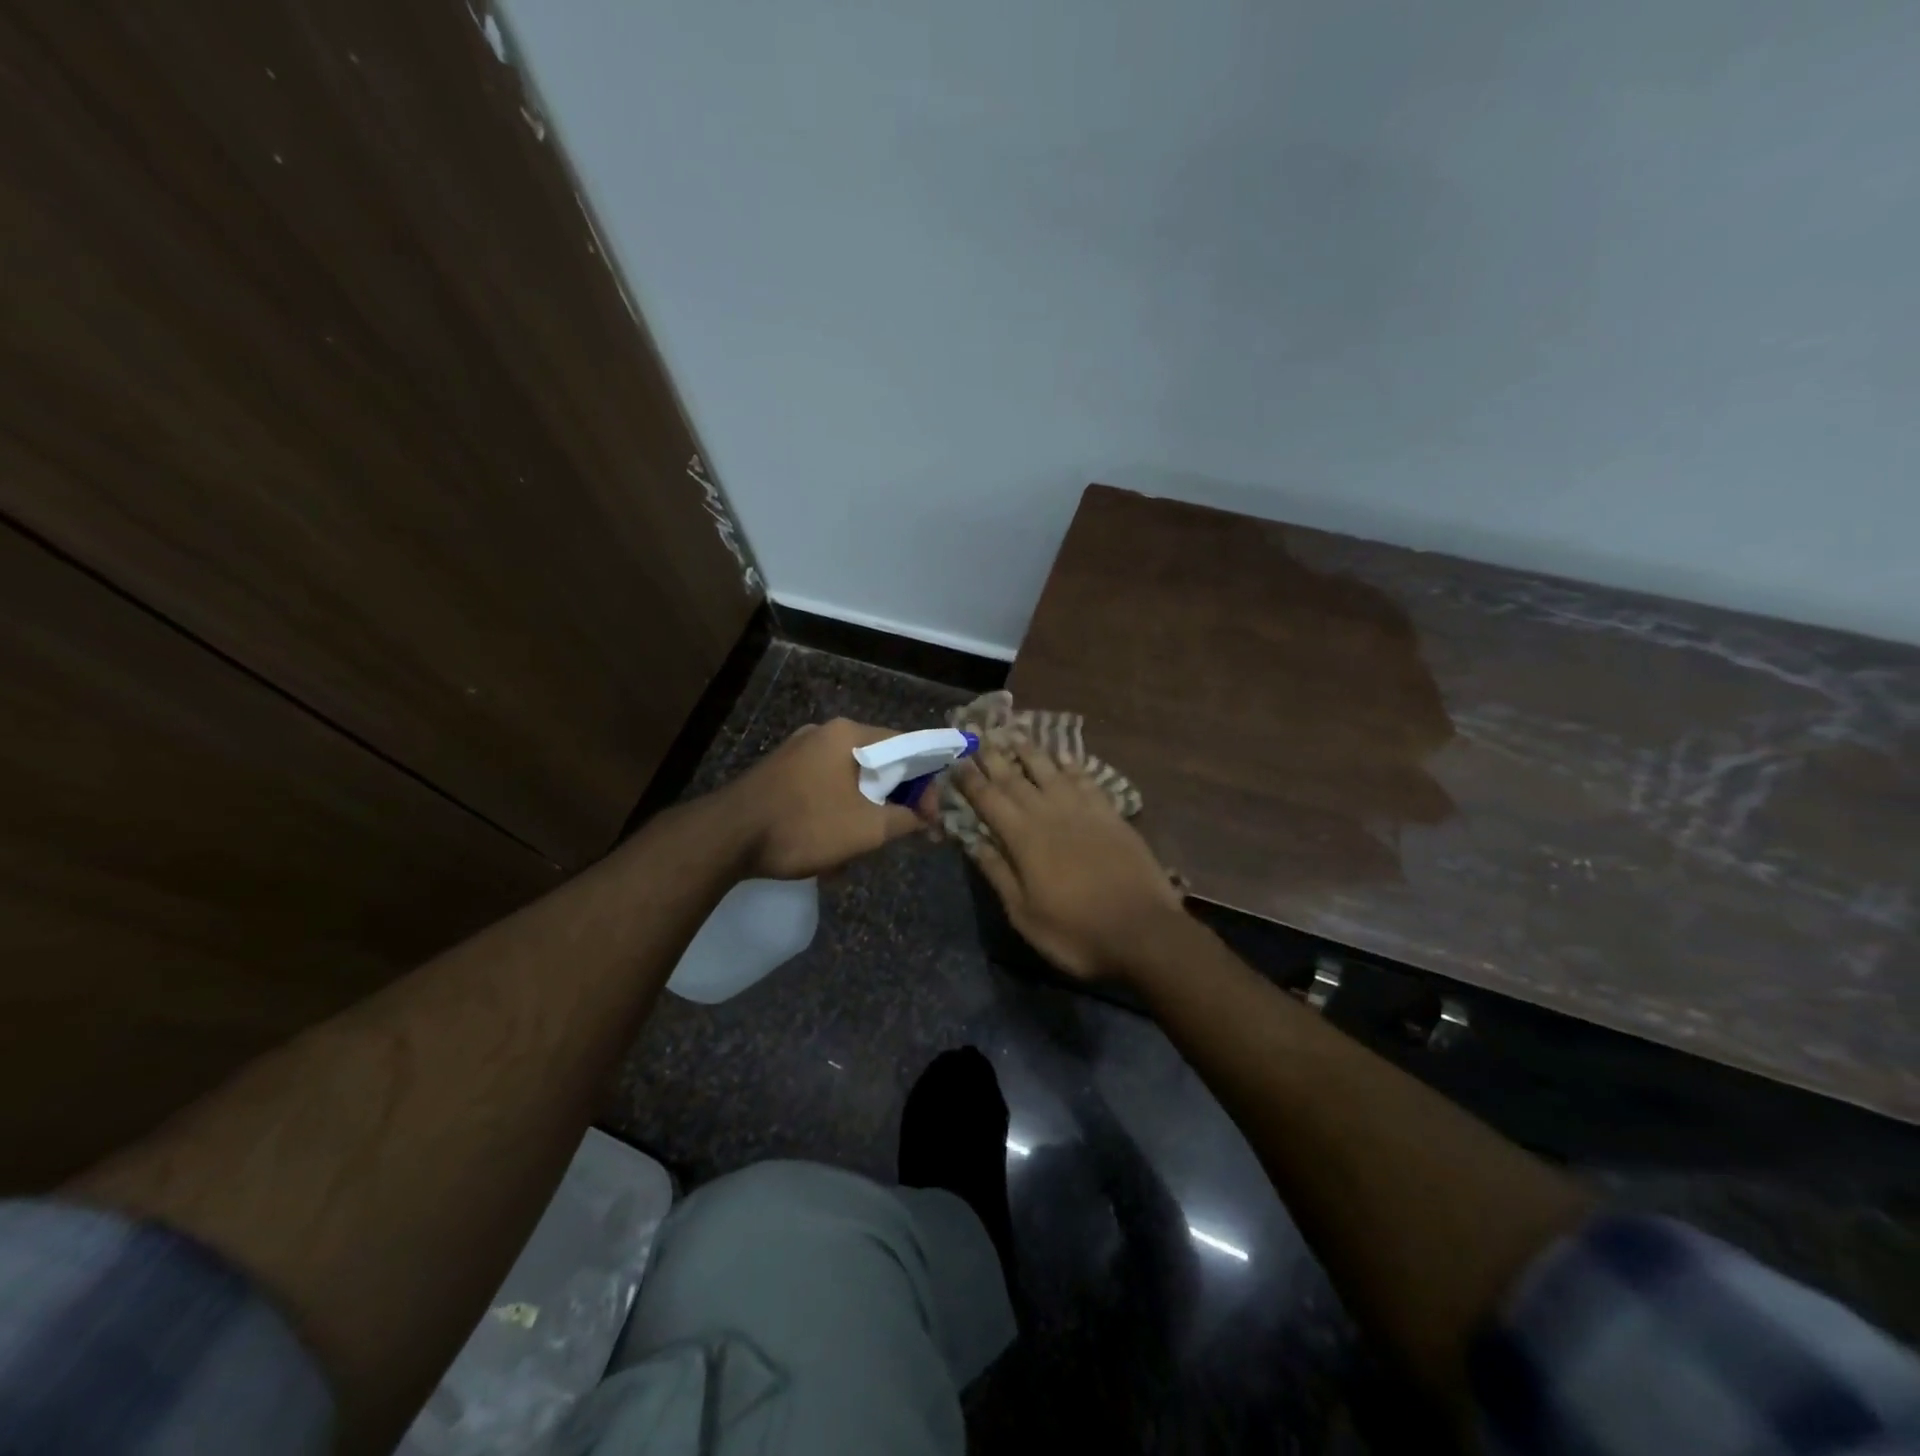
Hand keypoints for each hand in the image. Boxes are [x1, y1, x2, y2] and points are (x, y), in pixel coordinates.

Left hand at [722, 719, 927, 879]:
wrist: (726, 837)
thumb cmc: (804, 825)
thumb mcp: (866, 829)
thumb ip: (905, 820)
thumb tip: (924, 817)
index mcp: (849, 735)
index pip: (908, 745)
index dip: (927, 781)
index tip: (930, 816)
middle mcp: (824, 734)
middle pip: (878, 764)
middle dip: (892, 802)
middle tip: (899, 833)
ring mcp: (798, 752)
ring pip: (850, 782)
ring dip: (862, 815)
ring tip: (857, 852)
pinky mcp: (780, 774)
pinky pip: (823, 790)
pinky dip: (835, 815)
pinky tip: (828, 850)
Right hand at [952, 739, 1184, 979]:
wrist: (1142, 931)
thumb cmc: (1076, 932)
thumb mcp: (1024, 914)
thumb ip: (997, 873)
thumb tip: (971, 841)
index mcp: (1023, 838)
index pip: (988, 799)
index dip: (970, 779)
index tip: (955, 760)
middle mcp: (1049, 813)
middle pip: (1015, 778)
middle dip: (993, 756)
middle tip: (977, 736)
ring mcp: (1083, 810)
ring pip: (1050, 771)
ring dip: (1030, 751)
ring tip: (1014, 734)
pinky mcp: (1110, 814)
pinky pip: (1086, 780)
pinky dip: (1072, 764)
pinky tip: (1063, 755)